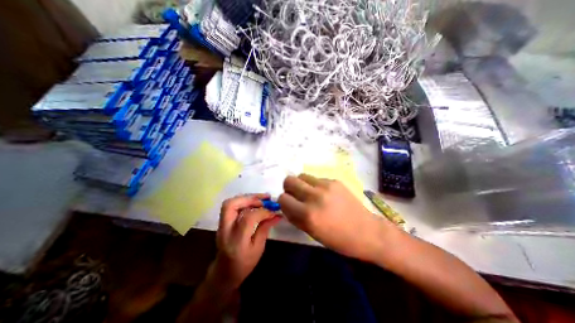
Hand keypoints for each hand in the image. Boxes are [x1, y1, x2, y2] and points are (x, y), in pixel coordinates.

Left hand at [211, 194, 282, 290]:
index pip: (248, 218)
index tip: (274, 210)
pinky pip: (232, 205)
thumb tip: (276, 214)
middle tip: (265, 198)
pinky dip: (245, 201)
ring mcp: (221, 224)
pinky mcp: (223, 221)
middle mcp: (225, 230)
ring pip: (230, 203)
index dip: (263, 211)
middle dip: (250, 198)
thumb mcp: (258, 249)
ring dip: (247, 197)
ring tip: (262, 198)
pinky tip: (255, 202)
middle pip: (232, 205)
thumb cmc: (243, 265)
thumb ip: (265, 228)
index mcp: (236, 241)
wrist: (224, 273)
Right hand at [278, 175, 395, 262]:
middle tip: (296, 196)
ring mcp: (326, 185)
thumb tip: (285, 205)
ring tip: (309, 194)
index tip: (289, 205)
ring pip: (301, 175)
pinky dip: (314, 185)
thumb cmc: (338, 239)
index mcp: (308, 214)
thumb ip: (295, 217)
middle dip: (289, 188)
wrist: (366, 231)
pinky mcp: (334, 181)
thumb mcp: (311, 232)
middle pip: (289, 180)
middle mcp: (315, 196)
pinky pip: (316, 178)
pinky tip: (324, 194)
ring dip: (301, 184)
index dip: (284, 202)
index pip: (283, 198)